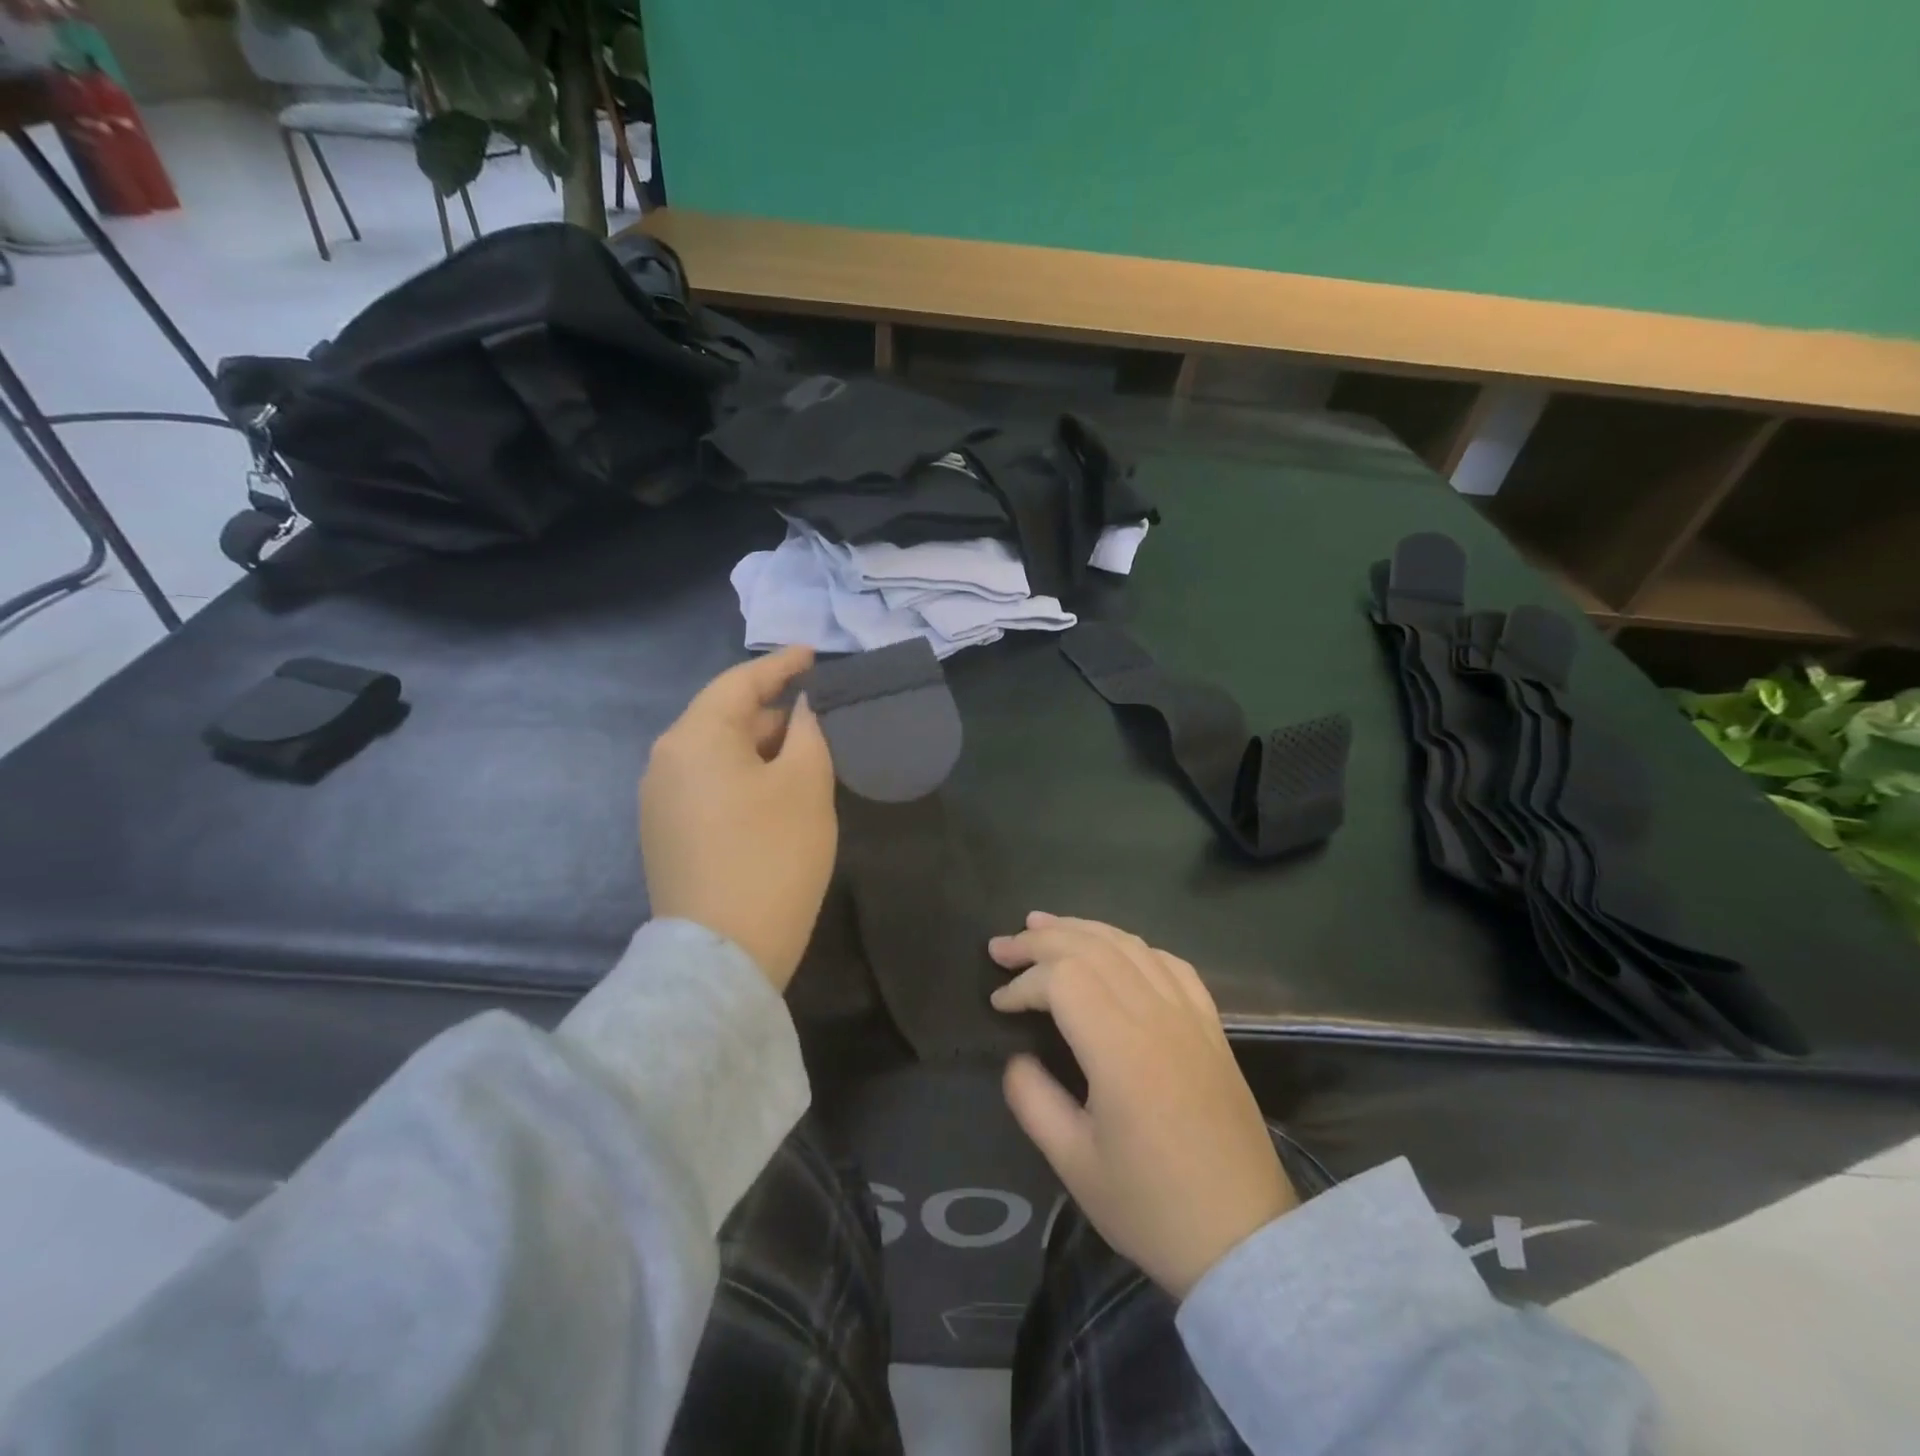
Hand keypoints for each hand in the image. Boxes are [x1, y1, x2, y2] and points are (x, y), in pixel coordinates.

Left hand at [641, 646, 835, 991]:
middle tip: (821, 717)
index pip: (740, 682)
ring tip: (805, 754)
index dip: (781, 665)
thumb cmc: (772, 856)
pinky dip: (744, 776)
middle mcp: (665, 761)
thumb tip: (800, 711)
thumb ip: (808, 733)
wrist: (722, 955)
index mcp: (694, 738)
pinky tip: (776, 793)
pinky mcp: (666, 835)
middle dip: (774, 712)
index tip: (814, 655)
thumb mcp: (806, 785)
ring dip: (761, 748)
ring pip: (718, 754)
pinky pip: (709, 785)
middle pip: (725, 717)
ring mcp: (660, 801)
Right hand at [989, 914, 1297, 1298]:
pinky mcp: (1211, 1026)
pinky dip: (1133, 946)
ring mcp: (1190, 1015)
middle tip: (1001, 947)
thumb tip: (1017, 1058)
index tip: (997, 1004)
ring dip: (1082, 929)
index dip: (1022, 982)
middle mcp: (1157, 1015)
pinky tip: (1116, 950)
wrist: (1245, 1239)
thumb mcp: (1074, 1164)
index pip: (1062, 979)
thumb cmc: (1153, 1207)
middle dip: (1040, 940)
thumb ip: (1033, 1100)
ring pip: (1130, 945)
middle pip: (1091, 947)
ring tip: (1043, 924)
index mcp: (1120, 1048)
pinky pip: (1170, 964)